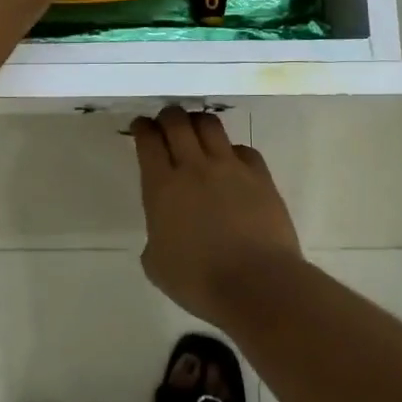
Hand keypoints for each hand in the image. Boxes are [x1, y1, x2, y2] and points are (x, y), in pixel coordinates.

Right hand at [132, 107, 302, 324]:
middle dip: (168, 116)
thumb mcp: (157, 265)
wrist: (257, 284)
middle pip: (177, 122)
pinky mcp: (260, 175)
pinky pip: (243, 149)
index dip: (142, 128)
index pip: (148, 141)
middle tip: (166, 122)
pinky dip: (232, 150)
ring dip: (198, 122)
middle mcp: (194, 167)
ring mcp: (230, 167)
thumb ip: (155, 237)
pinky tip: (231, 161)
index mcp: (162, 187)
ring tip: (196, 130)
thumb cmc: (199, 281)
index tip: (141, 126)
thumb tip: (164, 230)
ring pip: (210, 125)